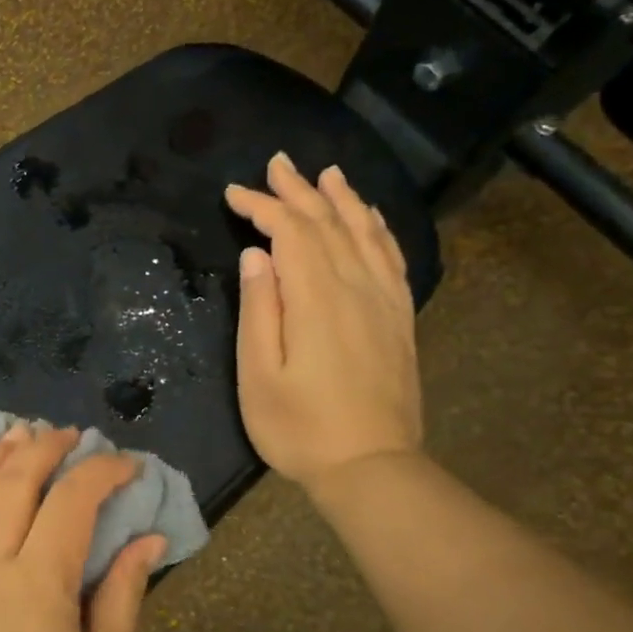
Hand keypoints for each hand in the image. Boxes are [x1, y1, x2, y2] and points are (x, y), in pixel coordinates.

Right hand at [224, 152, 423, 488]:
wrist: (372, 468)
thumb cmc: (300, 428)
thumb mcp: (259, 375)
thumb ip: (259, 309)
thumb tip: (256, 255)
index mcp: (316, 298)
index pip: (290, 232)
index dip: (261, 207)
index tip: (233, 194)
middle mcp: (356, 287)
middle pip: (328, 222)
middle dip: (299, 190)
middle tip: (277, 163)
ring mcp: (384, 301)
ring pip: (364, 232)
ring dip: (342, 199)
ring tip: (326, 174)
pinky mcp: (399, 318)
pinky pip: (391, 257)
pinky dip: (378, 229)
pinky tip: (370, 218)